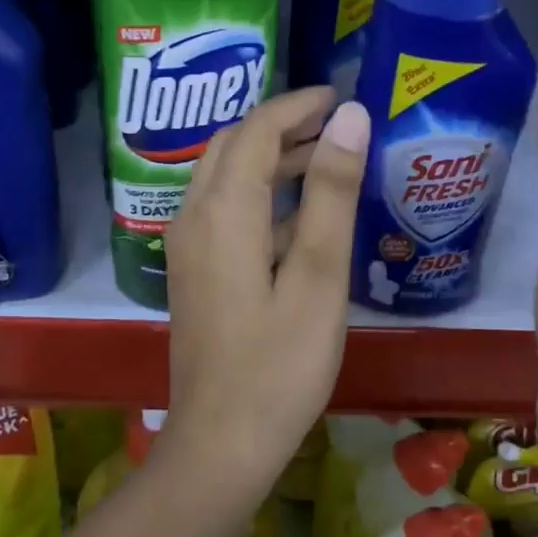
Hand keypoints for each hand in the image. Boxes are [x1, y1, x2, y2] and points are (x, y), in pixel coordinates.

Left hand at [162, 89, 369, 496]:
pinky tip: (300, 219)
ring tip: (326, 159)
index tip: (342, 94)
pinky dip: (260, 197)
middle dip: (282, 126)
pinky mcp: (195, 273)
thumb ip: (332, 193)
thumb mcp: (318, 276)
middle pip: (233, 146)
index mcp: (223, 210)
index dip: (298, 105)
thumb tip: (349, 118)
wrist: (221, 442)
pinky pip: (224, 212)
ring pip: (226, 178)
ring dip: (270, 160)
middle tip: (336, 124)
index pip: (257, 130)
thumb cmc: (280, 364)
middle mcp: (194, 217)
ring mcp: (188, 247)